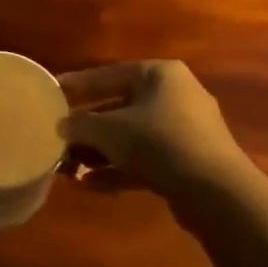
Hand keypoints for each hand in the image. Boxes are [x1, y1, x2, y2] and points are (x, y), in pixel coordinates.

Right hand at [57, 60, 247, 207]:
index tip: (52, 93)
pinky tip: (88, 185)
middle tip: (58, 137)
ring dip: (100, 153)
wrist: (216, 192)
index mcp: (159, 74)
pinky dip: (118, 169)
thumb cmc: (158, 142)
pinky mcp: (189, 163)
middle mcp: (175, 95)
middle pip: (120, 107)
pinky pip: (146, 160)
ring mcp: (185, 131)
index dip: (77, 85)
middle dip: (87, 127)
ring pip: (132, 137)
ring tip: (68, 167)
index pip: (108, 74)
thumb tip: (62, 125)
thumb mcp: (109, 130)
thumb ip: (80, 124)